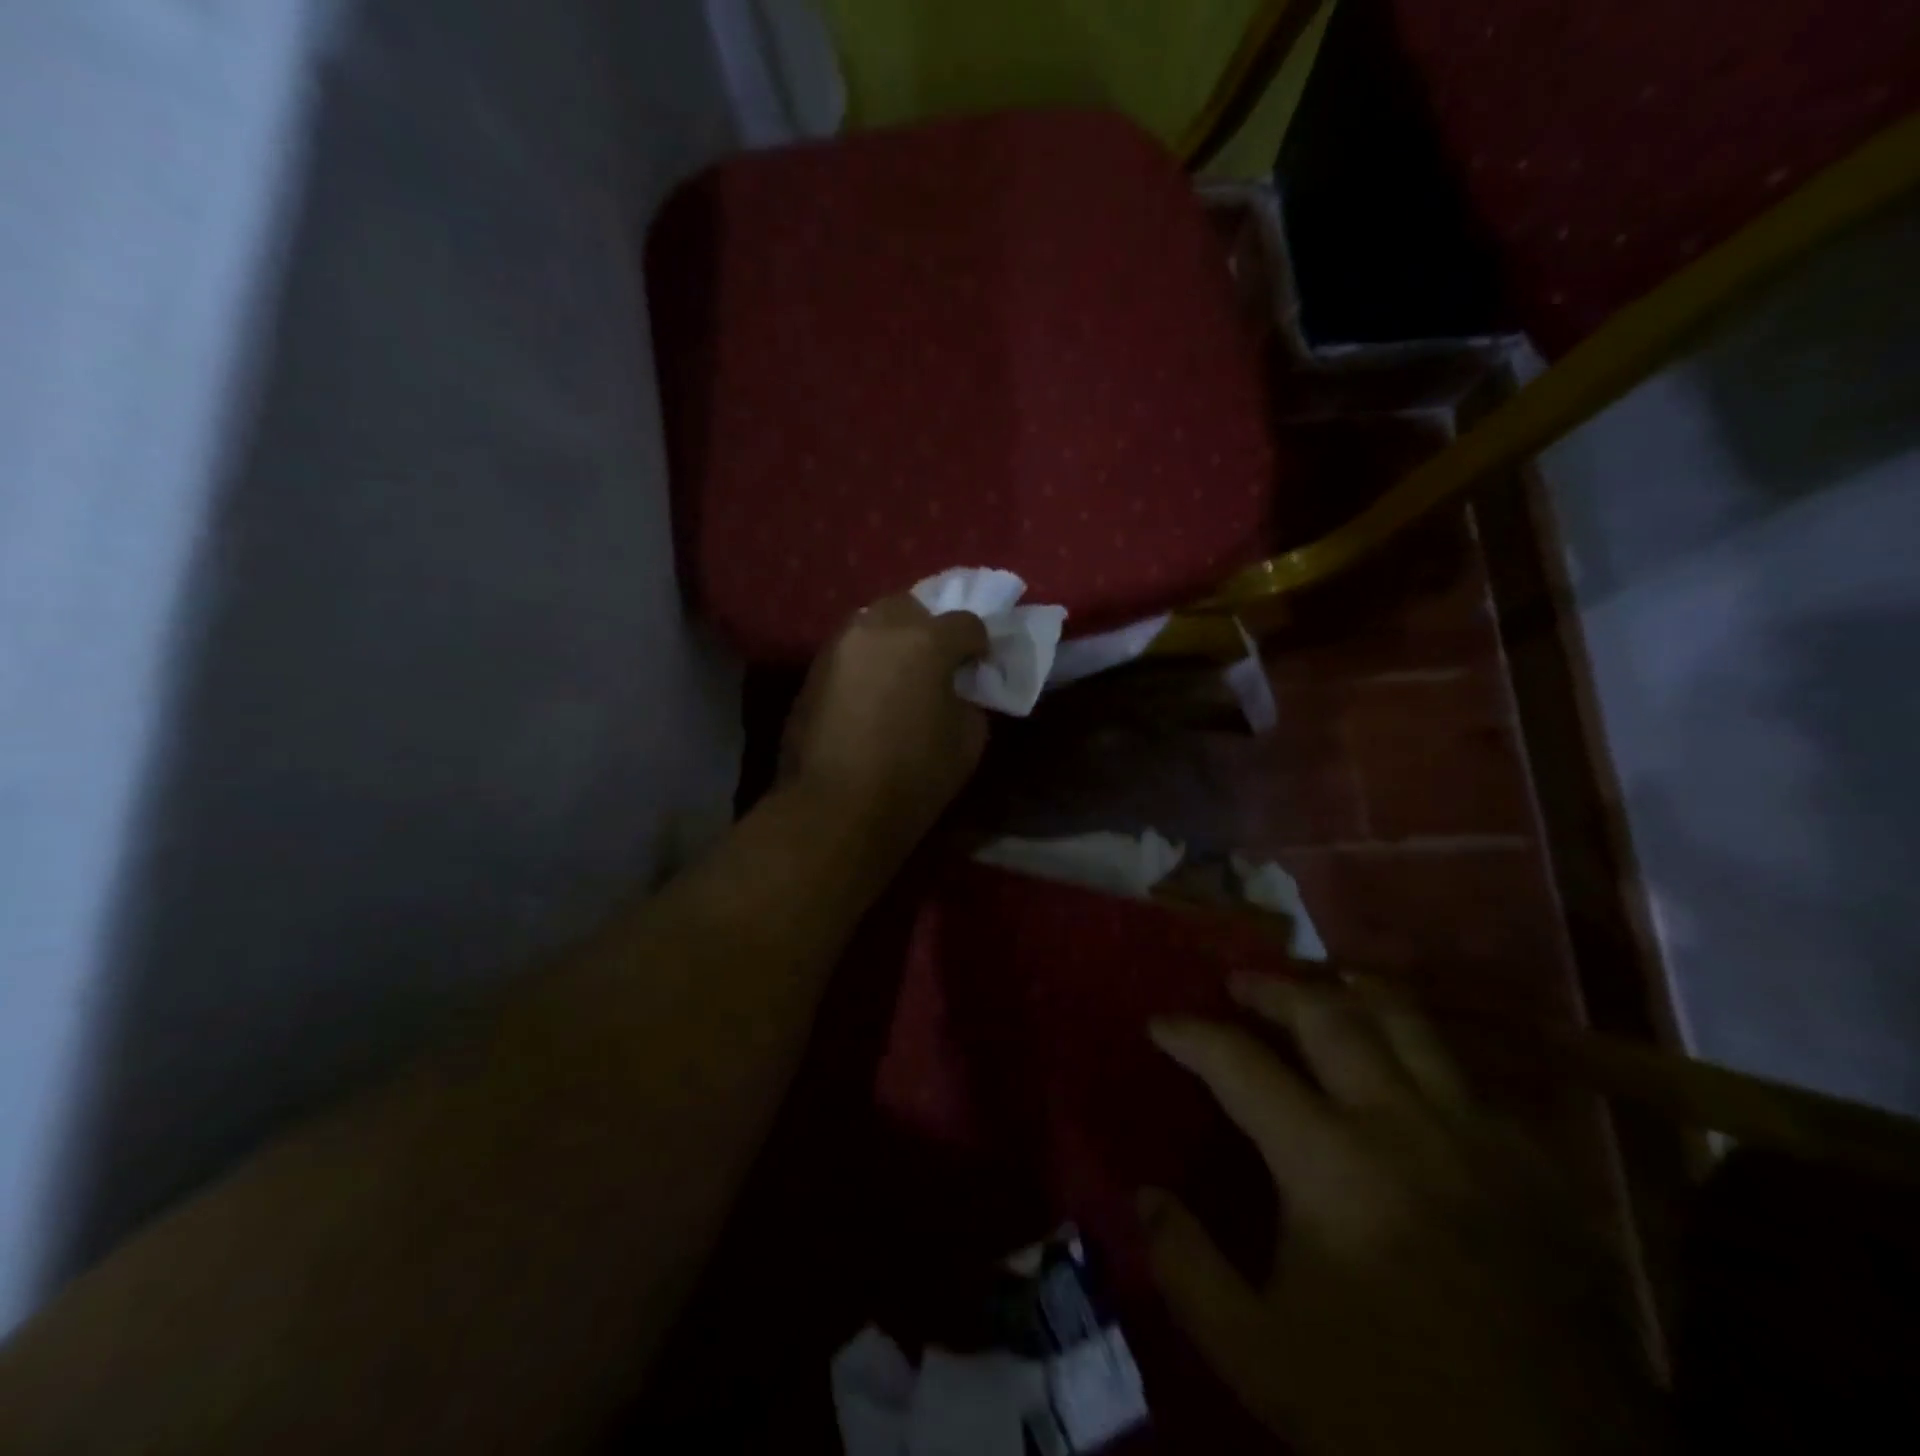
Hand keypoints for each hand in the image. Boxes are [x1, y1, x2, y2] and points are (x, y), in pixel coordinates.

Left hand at [780, 593, 989, 848]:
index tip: (978, 668)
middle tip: (936, 665)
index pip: (966, 622)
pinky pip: (850, 650)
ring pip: (874, 623)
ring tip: (899, 676)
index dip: (978, 645)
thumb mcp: (968, 740)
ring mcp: (840, 645)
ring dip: (893, 640)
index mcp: (927, 640)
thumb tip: (955, 690)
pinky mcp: (813, 668)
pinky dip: (866, 661)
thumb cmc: (913, 776)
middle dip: (929, 629)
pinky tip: (870, 693)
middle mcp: (880, 627)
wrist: (835, 807)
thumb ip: (969, 699)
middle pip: (913, 607)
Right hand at [1143, 976, 1668, 1455]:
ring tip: (1319, 992)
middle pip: (1327, 1014)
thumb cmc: (1395, 1416)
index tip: (1159, 1024)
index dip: (1190, 1035)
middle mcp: (1402, 1123)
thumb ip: (1189, 1269)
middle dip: (1272, 989)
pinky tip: (1405, 1077)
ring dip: (1350, 994)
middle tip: (1239, 984)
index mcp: (1329, 1162)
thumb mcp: (1262, 1360)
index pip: (1239, 1064)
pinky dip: (1420, 1055)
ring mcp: (1477, 1138)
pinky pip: (1466, 1077)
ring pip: (1408, 1022)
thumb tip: (1144, 1196)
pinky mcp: (1536, 1168)